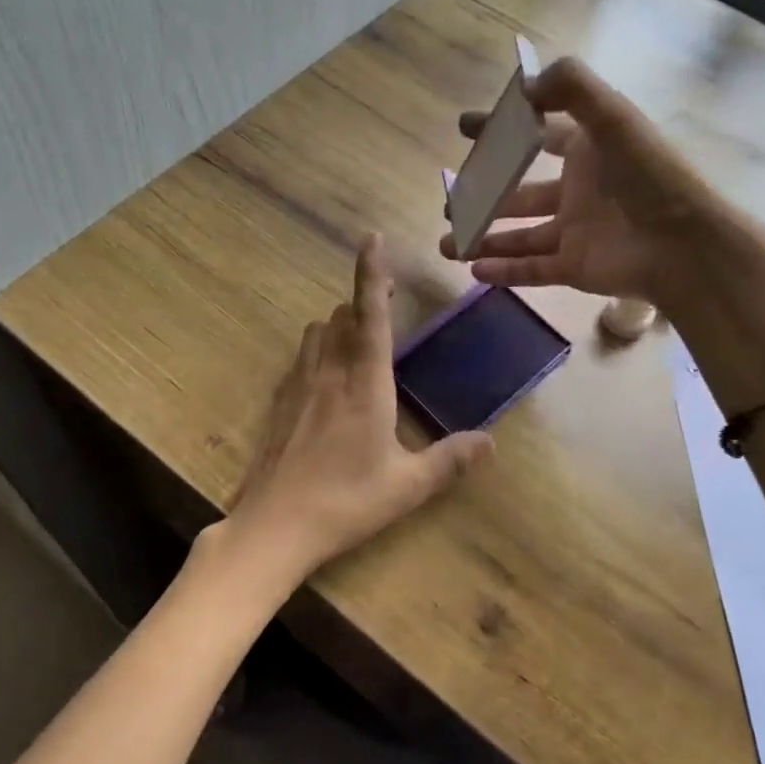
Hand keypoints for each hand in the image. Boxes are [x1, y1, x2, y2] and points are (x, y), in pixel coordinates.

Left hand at [222, 234, 493, 587]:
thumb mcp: (408, 486)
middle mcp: (328, 372)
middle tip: (385, 306)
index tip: (373, 237)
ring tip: (358, 343)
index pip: (371, 315)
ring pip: (316, 333)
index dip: (372, 273)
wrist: (274, 525)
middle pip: (341, 316)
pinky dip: (317, 353)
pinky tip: (326, 382)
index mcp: (364, 383)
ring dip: (338, 326)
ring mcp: (297, 385)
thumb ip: (450, 460)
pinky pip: (300, 359)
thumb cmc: (346, 502)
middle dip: (363, 304)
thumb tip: (489, 442)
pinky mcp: (278, 403)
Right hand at [438, 58, 719, 304]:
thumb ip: (572, 89)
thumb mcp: (614, 118)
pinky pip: (531, 270)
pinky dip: (503, 271)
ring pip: (519, 236)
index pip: (538, 134)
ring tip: (447, 243)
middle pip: (520, 192)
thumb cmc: (649, 177)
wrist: (684, 246)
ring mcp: (574, 232)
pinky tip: (474, 269)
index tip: (465, 129)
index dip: (503, 129)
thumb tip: (523, 86)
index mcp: (588, 151)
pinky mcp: (574, 268)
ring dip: (483, 238)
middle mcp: (578, 191)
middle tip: (449, 202)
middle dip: (484, 195)